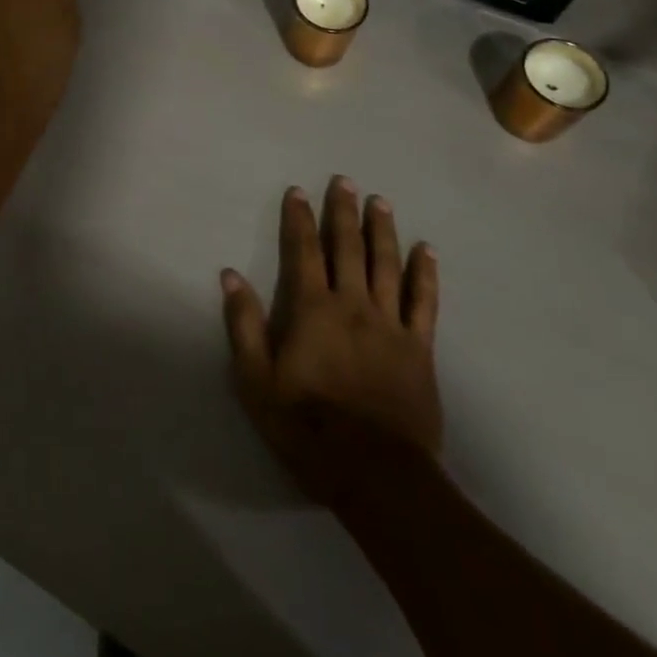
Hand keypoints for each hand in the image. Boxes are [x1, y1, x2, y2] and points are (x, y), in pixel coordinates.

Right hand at [222, 179, 443, 509]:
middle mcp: (353, 305)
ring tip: (380, 201)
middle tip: (345, 180)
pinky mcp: (419, 348)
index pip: (304, 251)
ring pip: (386, 265)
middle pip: (347, 247)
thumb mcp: (257, 381)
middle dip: (343, 211)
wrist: (376, 475)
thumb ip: (244, 325)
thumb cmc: (307, 427)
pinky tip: (426, 250)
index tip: (298, 191)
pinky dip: (424, 273)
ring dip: (382, 230)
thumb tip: (230, 275)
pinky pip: (424, 302)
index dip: (299, 219)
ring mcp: (390, 325)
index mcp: (313, 309)